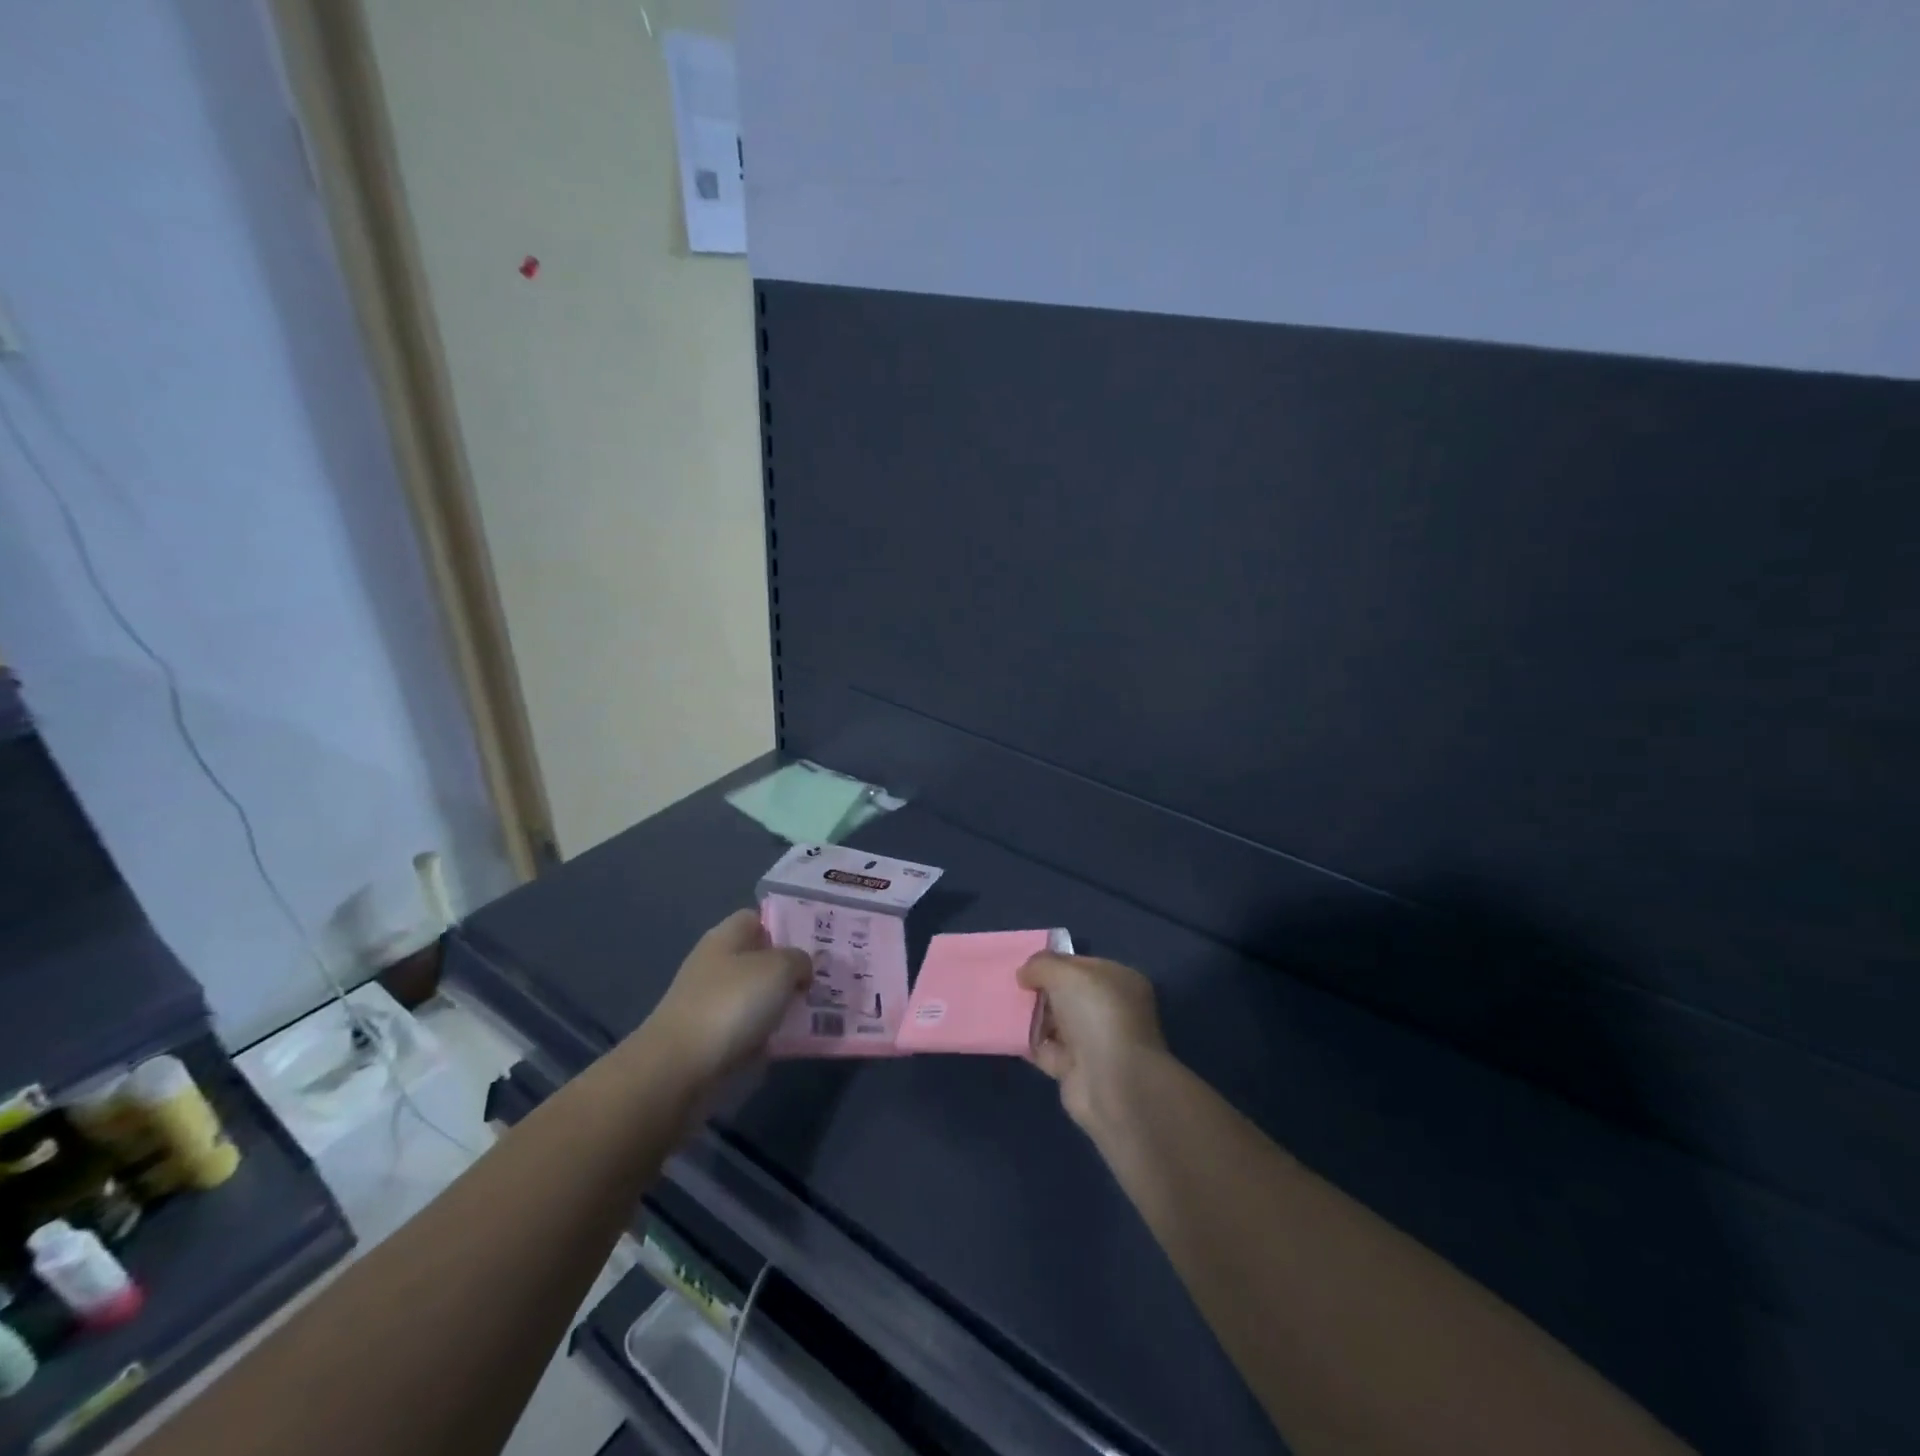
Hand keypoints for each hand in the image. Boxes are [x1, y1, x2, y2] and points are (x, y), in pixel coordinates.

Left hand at [647, 910, 810, 1085]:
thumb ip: (799, 959)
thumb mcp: (779, 968)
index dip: (785, 926)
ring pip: (756, 995)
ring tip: (814, 1012)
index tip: (814, 943)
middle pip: (759, 958)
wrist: (679, 1067)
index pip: (757, 918)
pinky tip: (787, 1041)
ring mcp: (708, 1001)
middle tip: (822, 980)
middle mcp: (715, 963)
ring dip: (781, 1003)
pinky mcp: (707, 1037)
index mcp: (726, 936)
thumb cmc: (731, 1003)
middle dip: (789, 969)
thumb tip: (800, 969)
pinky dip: (766, 1033)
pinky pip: (747, 1027)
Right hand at [1017, 953, 1167, 1131]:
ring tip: (1002, 1006)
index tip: (1025, 967)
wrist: (1112, 1084)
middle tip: (1010, 986)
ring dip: (1031, 1016)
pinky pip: (1046, 1051)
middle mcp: (1110, 1011)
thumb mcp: (1065, 973)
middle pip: (1067, 995)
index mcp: (1119, 981)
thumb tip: (1023, 974)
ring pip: (1055, 1023)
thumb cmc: (1095, 1015)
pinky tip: (1006, 1033)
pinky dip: (1029, 1043)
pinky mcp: (1077, 1071)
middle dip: (1040, 990)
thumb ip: (1041, 965)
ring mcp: (1095, 1042)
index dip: (1053, 963)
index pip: (1081, 966)